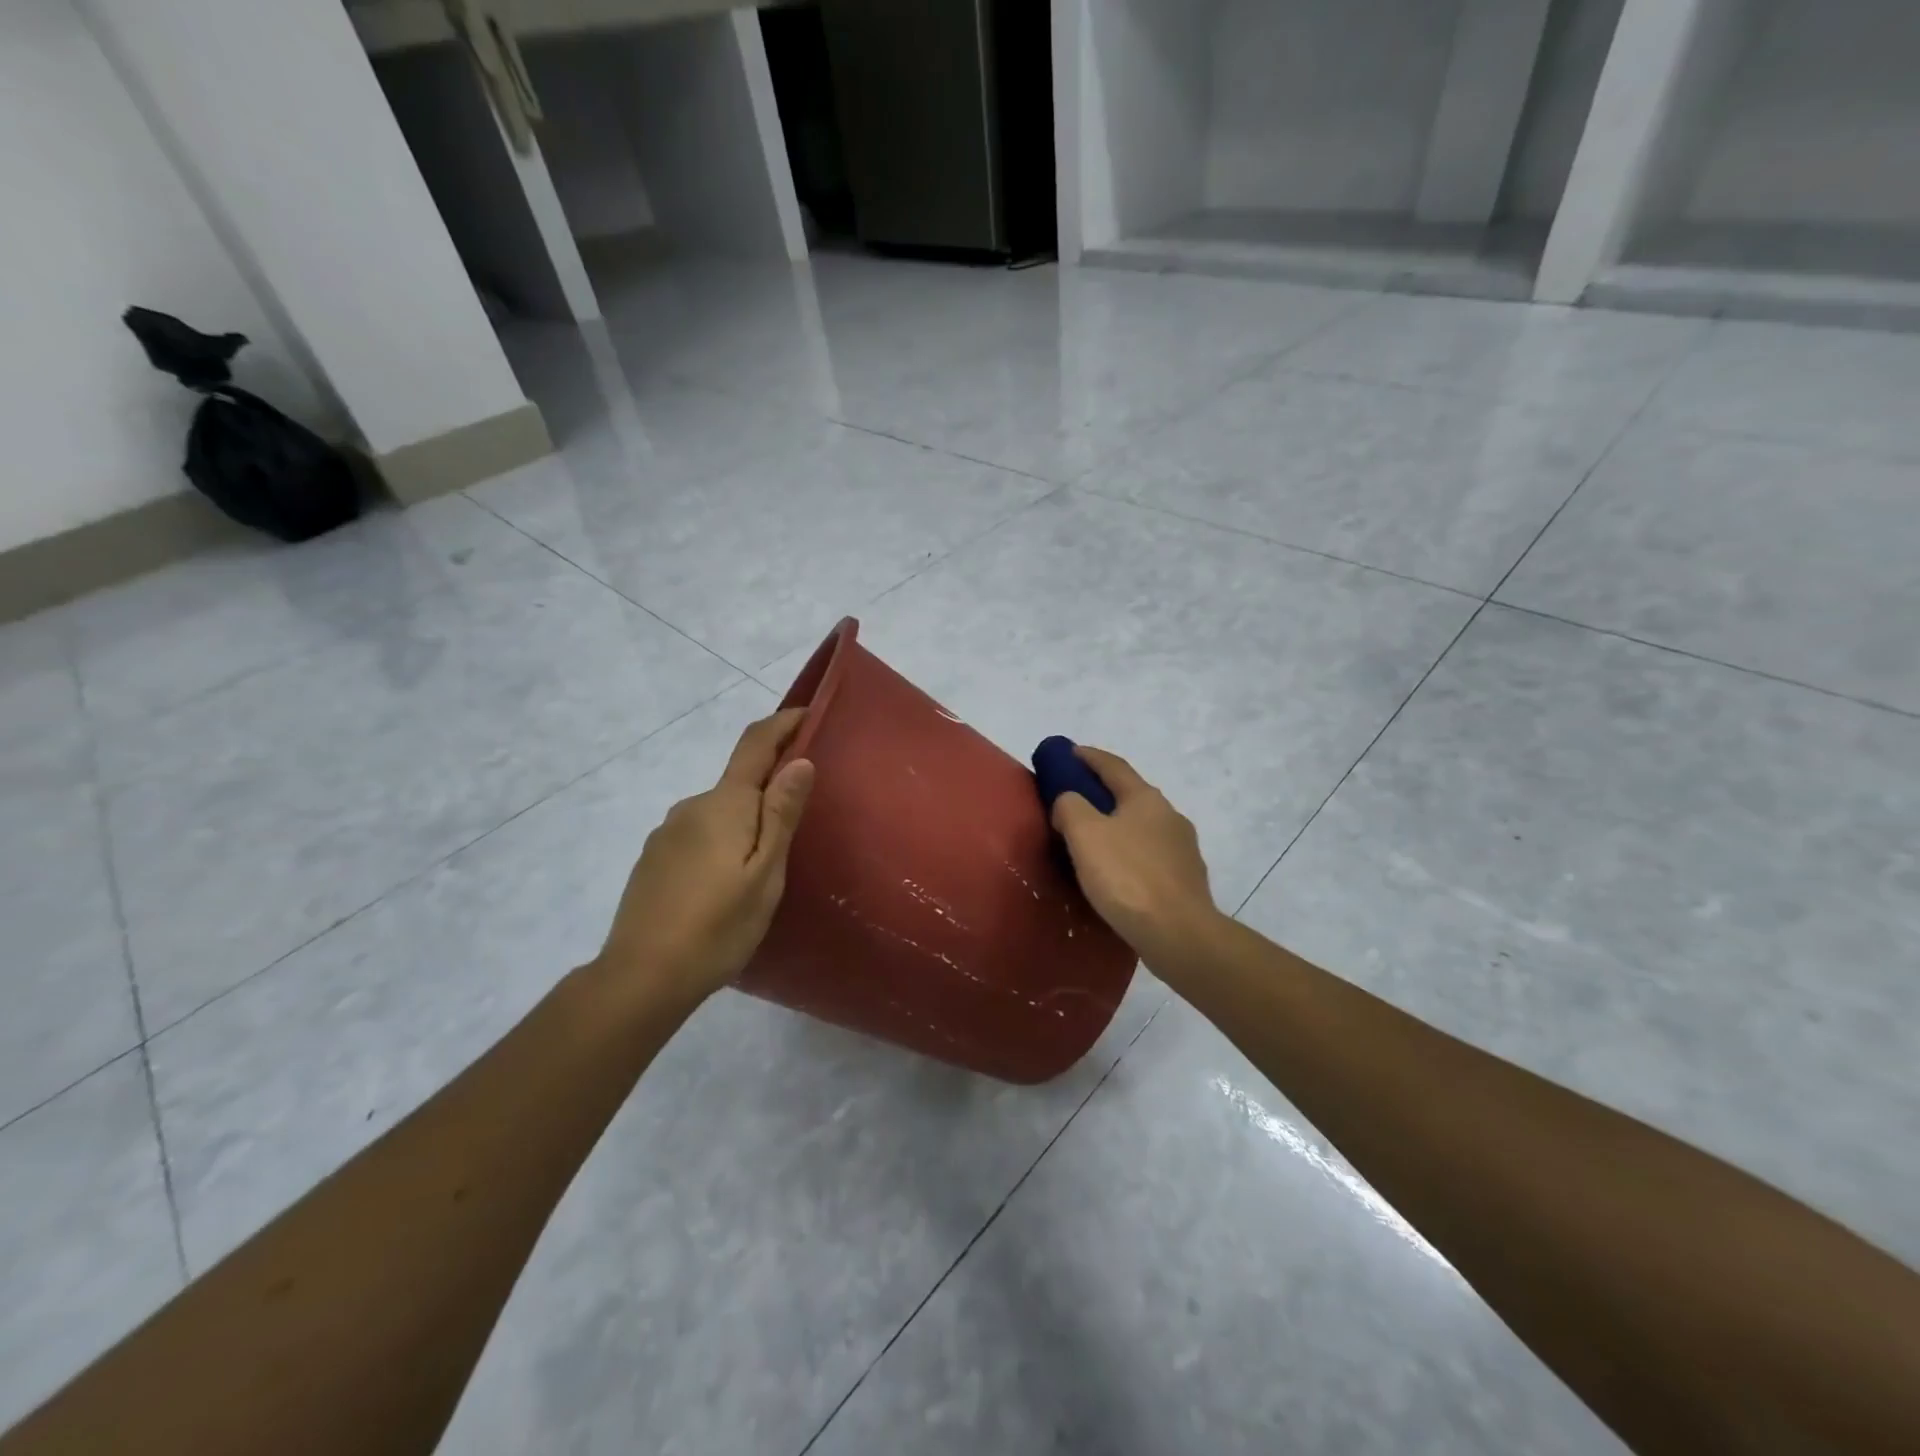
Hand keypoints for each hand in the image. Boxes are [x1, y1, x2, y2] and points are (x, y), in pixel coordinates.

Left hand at [596, 709, 815, 1003]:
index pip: (755, 745)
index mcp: (724, 805)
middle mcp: (691, 807)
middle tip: (801, 820)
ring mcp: (667, 833)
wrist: (642, 977)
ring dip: (744, 822)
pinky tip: (726, 884)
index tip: (809, 712)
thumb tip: (798, 761)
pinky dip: (721, 843)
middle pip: (738, 782)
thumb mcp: (765, 873)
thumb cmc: (718, 925)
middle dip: (770, 788)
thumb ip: (781, 814)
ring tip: (765, 864)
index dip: (783, 723)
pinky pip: (699, 836)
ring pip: (718, 813)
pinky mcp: (654, 860)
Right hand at [1050, 745, 1222, 974]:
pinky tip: (1117, 873)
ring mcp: (1183, 849)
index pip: (1113, 766)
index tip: (1068, 752)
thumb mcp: (1085, 834)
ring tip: (1091, 841)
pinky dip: (1129, 855)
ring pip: (1141, 827)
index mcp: (1146, 798)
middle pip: (1130, 795)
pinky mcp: (1185, 880)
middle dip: (1102, 793)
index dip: (1088, 757)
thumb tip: (1068, 800)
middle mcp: (1170, 816)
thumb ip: (1070, 807)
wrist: (1179, 934)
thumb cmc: (1127, 878)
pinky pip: (1149, 857)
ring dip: (1116, 827)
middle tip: (1073, 800)